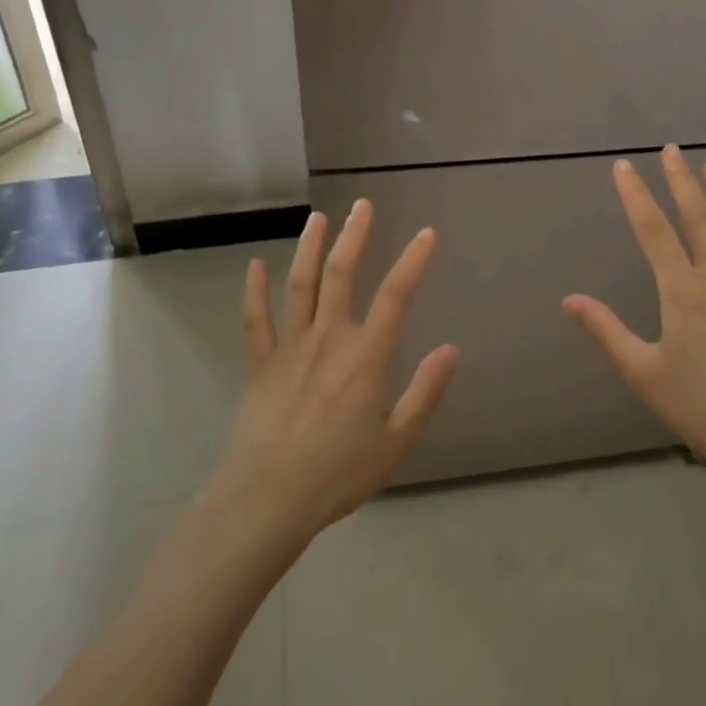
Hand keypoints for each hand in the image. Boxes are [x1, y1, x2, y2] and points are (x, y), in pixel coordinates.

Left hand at [208, 201, 457, 549]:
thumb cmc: (339, 473)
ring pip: (300, 285)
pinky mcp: (261, 364)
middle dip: (354, 236)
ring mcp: (290, 348)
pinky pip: (256, 319)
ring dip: (309, 248)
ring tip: (318, 217)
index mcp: (365, 356)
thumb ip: (426, 392)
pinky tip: (255, 264)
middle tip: (362, 206)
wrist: (268, 499)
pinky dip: (254, 290)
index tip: (426, 233)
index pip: (395, 296)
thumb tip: (451, 349)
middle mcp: (328, 339)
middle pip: (342, 275)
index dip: (413, 261)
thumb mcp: (397, 441)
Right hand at [563, 147, 705, 490]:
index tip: (624, 167)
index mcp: (683, 292)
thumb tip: (570, 299)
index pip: (653, 231)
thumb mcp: (644, 374)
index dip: (636, 195)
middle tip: (672, 150)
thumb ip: (606, 331)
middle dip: (682, 181)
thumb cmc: (704, 409)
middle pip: (698, 218)